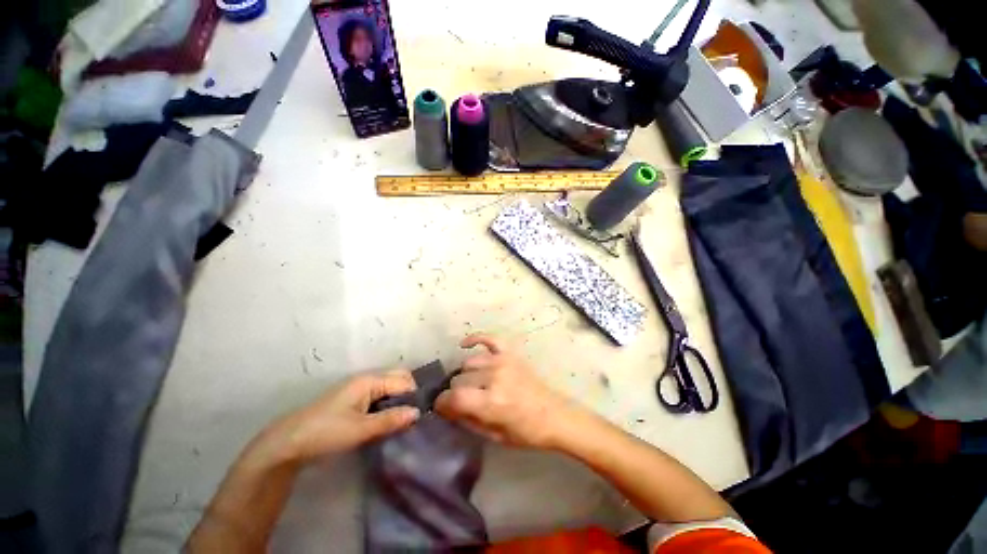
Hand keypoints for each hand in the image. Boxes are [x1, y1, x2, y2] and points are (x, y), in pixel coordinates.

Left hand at [268, 370, 420, 462]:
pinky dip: (388, 403)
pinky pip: (379, 394)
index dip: (414, 395)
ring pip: (389, 386)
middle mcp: (366, 378)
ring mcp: (359, 388)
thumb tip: (418, 413)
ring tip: (403, 419)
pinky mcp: (353, 399)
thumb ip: (390, 420)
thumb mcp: (360, 430)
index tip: (421, 415)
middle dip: (409, 393)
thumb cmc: (326, 433)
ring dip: (399, 399)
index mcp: (369, 380)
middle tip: (412, 416)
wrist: (287, 443)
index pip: (404, 380)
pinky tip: (388, 420)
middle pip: (398, 377)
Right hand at [435, 334, 577, 448]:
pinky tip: (464, 345)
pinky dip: (475, 339)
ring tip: (471, 384)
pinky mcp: (510, 353)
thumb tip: (447, 409)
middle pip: (459, 379)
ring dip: (465, 374)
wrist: (554, 415)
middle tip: (461, 401)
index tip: (441, 407)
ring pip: (469, 362)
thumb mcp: (494, 436)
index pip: (454, 397)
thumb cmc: (525, 432)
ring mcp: (503, 361)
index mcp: (492, 402)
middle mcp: (495, 377)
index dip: (442, 403)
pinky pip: (488, 338)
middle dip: (455, 392)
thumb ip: (467, 420)